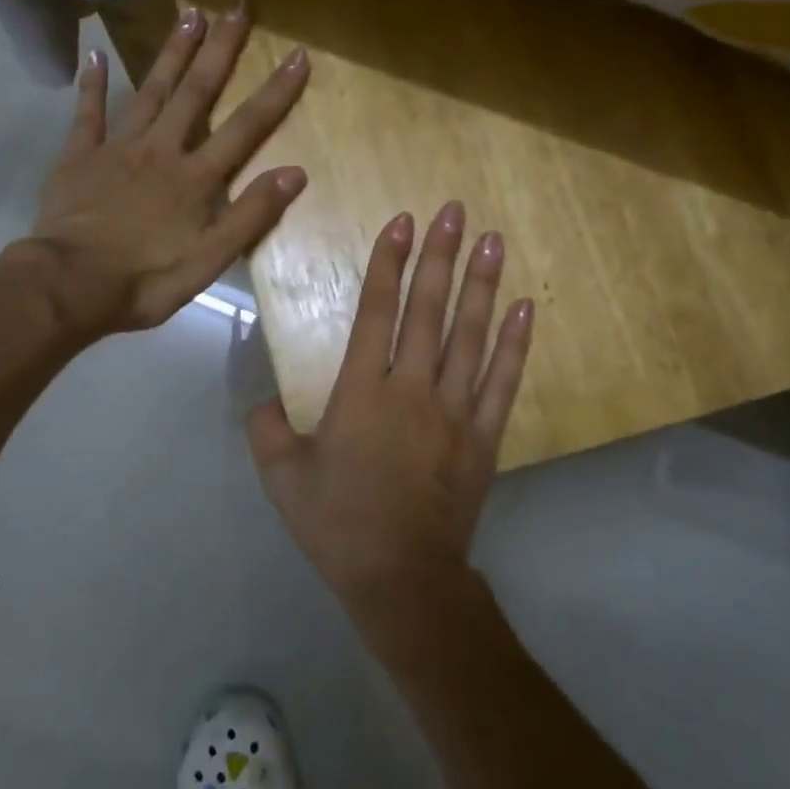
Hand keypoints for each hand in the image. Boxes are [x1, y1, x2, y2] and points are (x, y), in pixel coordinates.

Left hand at [8, 3, 309, 342]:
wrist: (71, 285)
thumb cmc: (147, 279)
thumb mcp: (211, 258)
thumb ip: (252, 214)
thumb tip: (296, 172)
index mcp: (196, 177)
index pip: (245, 127)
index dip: (275, 92)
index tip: (297, 54)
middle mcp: (162, 150)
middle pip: (196, 93)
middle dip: (219, 50)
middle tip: (235, 8)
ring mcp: (118, 149)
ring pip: (150, 92)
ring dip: (172, 54)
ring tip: (190, 15)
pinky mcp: (79, 157)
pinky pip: (87, 114)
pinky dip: (92, 85)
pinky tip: (95, 55)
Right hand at [247, 201, 533, 638]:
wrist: (400, 575)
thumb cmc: (338, 524)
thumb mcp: (282, 478)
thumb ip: (267, 430)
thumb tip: (263, 402)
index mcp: (362, 392)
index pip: (377, 311)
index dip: (388, 263)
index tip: (400, 222)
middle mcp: (412, 388)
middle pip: (428, 310)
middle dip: (440, 256)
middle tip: (454, 212)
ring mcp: (455, 409)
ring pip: (471, 335)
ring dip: (482, 285)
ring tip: (493, 241)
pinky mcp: (484, 434)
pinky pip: (503, 379)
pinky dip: (516, 343)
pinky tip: (526, 307)